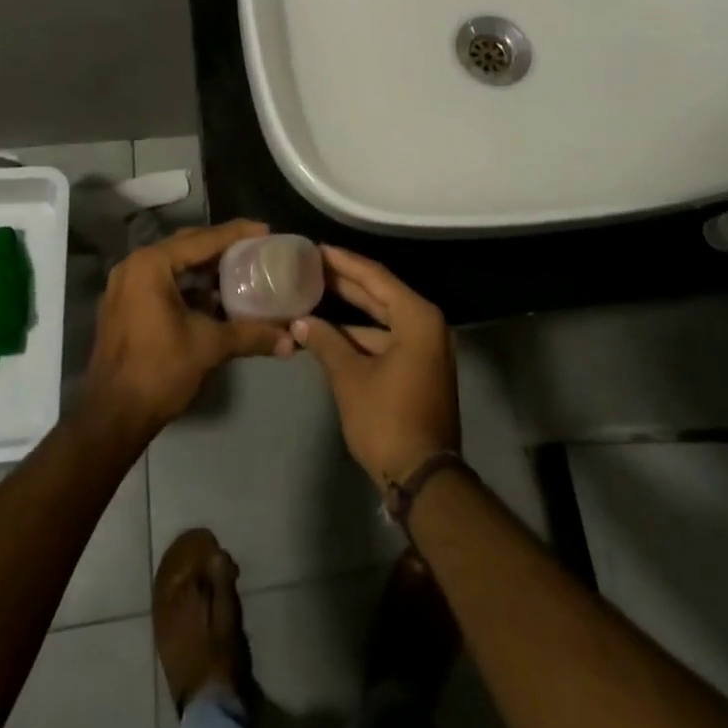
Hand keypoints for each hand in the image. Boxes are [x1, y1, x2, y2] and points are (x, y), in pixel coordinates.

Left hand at [83, 220, 293, 437]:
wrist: (112, 417)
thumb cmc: (159, 370)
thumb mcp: (209, 346)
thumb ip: (252, 335)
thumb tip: (292, 340)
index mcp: (151, 265)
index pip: (202, 239)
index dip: (237, 234)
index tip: (266, 231)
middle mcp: (134, 266)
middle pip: (186, 246)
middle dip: (221, 247)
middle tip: (255, 248)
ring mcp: (125, 287)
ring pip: (173, 266)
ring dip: (205, 268)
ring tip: (240, 270)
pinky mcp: (124, 307)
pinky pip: (162, 283)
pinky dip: (188, 286)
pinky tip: (214, 298)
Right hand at [292, 246, 459, 489]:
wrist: (423, 478)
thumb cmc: (387, 420)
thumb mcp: (350, 378)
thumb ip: (326, 342)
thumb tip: (300, 321)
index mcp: (417, 318)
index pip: (376, 277)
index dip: (344, 262)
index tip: (317, 249)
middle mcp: (427, 325)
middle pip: (381, 294)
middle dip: (345, 282)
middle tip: (311, 266)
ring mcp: (426, 348)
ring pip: (383, 318)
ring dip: (350, 312)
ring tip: (314, 296)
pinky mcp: (419, 368)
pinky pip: (387, 338)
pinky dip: (361, 336)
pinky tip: (330, 334)